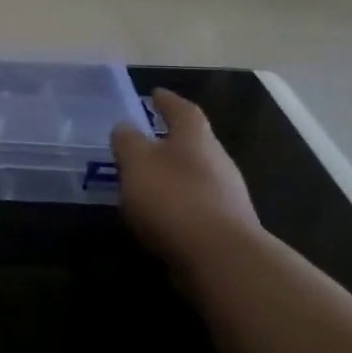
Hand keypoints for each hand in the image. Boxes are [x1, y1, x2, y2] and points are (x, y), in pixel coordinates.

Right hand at [111, 89, 260, 266]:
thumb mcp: (137, 163)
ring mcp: (226, 195)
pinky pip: (196, 206)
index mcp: (196, 137)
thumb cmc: (174, 198)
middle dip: (170, 140)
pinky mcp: (225, 227)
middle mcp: (217, 160)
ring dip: (173, 175)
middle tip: (146, 140)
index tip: (154, 93)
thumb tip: (125, 127)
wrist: (220, 259)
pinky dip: (177, 204)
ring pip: (196, 175)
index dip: (167, 101)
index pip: (182, 110)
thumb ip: (128, 142)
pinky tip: (159, 216)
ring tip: (146, 182)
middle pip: (194, 142)